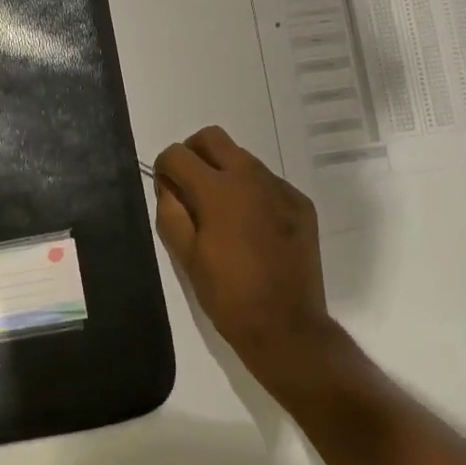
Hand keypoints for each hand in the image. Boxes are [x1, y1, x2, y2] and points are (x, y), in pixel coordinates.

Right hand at [153, 126, 341, 380]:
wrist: (287, 326)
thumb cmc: (227, 295)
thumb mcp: (185, 256)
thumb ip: (170, 211)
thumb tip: (167, 185)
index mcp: (217, 190)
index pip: (177, 154)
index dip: (164, 168)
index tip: (166, 191)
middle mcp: (250, 177)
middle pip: (212, 138)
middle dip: (193, 154)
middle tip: (189, 187)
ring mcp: (280, 188)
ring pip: (243, 158)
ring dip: (224, 172)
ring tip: (222, 213)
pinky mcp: (301, 204)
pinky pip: (268, 182)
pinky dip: (252, 192)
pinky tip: (252, 228)